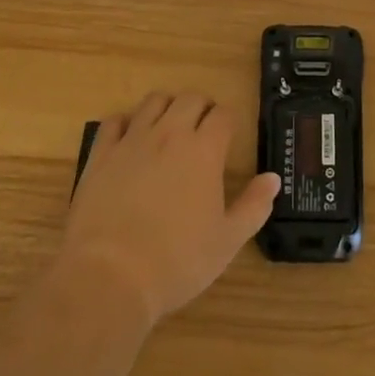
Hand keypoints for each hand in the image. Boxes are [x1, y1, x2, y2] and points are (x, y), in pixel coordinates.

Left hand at [62, 92, 280, 327]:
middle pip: (190, 98)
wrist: (110, 277)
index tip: (229, 135)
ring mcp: (132, 140)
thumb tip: (273, 178)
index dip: (229, 120)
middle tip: (202, 130)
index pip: (223, 114)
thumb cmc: (177, 262)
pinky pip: (114, 121)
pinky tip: (129, 140)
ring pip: (153, 101)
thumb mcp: (227, 241)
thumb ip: (254, 206)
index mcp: (204, 150)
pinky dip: (125, 123)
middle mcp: (170, 134)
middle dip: (201, 107)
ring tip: (168, 128)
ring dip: (166, 107)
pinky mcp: (101, 154)